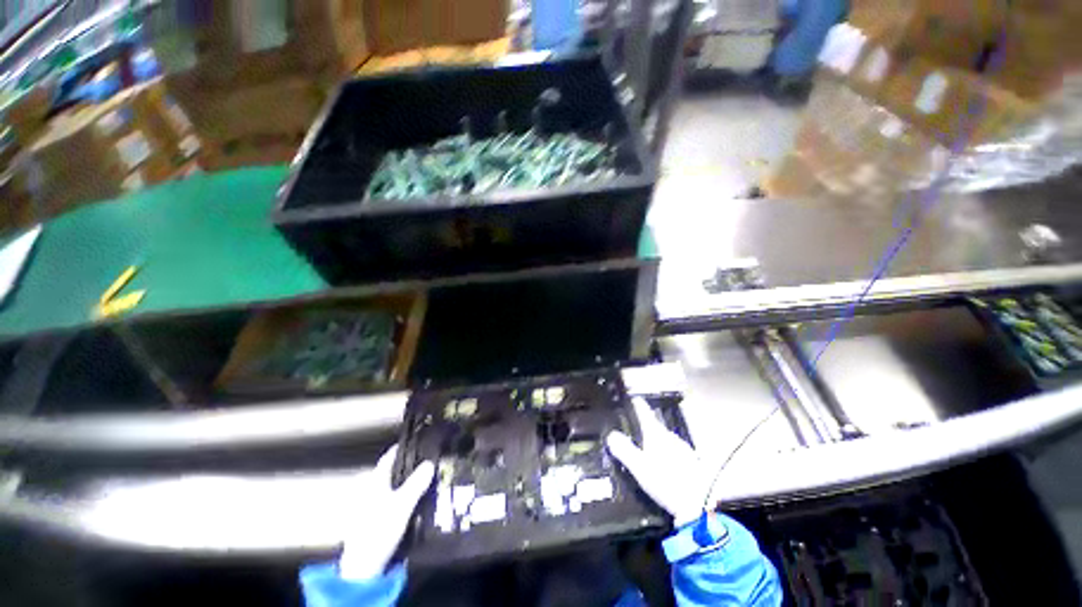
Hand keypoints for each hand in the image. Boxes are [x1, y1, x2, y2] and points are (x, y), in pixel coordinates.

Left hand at [338, 446, 434, 580]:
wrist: (363, 567)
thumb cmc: (379, 530)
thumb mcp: (402, 504)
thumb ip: (416, 483)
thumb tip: (430, 462)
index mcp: (375, 481)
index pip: (389, 456)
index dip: (404, 447)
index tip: (419, 440)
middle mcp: (370, 489)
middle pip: (392, 471)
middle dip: (410, 464)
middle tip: (429, 461)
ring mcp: (371, 505)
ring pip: (393, 485)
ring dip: (408, 481)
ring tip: (427, 479)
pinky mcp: (374, 519)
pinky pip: (392, 499)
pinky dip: (404, 495)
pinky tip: (416, 500)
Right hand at [606, 397, 710, 527]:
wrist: (702, 504)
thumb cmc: (667, 482)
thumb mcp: (640, 468)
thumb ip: (624, 450)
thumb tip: (611, 435)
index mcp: (656, 433)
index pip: (643, 410)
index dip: (635, 403)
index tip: (630, 397)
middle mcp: (669, 436)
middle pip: (653, 425)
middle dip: (642, 427)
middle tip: (630, 431)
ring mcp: (682, 448)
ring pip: (663, 439)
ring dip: (653, 441)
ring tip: (644, 451)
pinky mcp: (691, 461)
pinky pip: (672, 451)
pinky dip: (664, 454)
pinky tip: (661, 466)